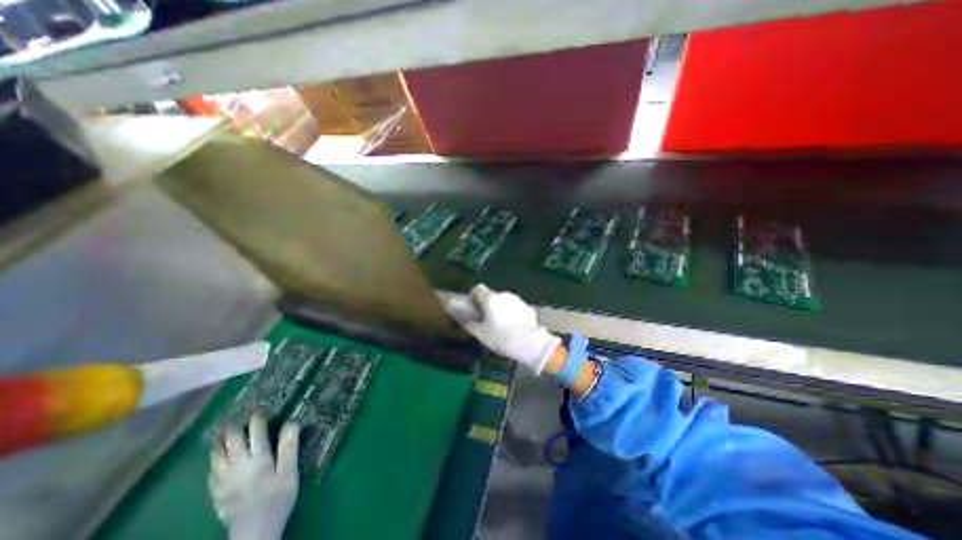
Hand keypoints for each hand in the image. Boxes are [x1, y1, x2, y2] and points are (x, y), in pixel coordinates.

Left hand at [212, 415, 298, 539]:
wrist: (255, 534)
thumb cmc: (278, 499)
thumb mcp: (289, 472)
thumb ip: (289, 447)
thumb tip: (290, 423)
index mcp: (258, 461)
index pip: (256, 435)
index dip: (257, 421)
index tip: (258, 410)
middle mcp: (238, 468)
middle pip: (232, 444)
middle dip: (231, 430)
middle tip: (228, 418)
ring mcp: (224, 483)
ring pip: (217, 459)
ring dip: (217, 445)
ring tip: (216, 435)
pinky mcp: (217, 495)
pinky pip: (211, 474)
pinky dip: (213, 463)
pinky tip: (214, 461)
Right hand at [445, 282, 564, 375]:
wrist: (530, 343)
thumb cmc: (501, 338)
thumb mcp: (481, 334)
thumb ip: (470, 323)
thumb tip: (464, 318)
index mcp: (490, 299)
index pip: (478, 288)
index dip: (473, 296)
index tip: (473, 308)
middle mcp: (503, 294)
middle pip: (491, 295)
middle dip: (487, 305)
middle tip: (485, 320)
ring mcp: (516, 299)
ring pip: (503, 301)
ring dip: (499, 309)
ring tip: (500, 325)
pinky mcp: (526, 306)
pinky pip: (513, 307)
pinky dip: (510, 313)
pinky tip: (512, 326)